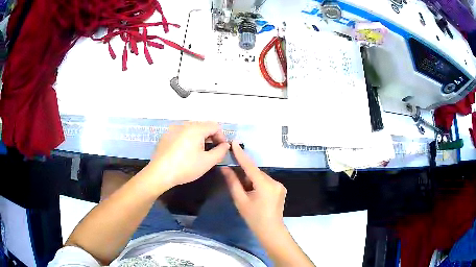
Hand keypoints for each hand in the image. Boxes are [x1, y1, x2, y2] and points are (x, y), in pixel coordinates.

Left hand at [147, 121, 229, 188]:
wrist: (159, 173)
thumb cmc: (185, 167)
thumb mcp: (207, 162)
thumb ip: (220, 152)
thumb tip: (225, 145)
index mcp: (195, 129)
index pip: (215, 126)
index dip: (221, 137)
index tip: (221, 149)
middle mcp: (184, 124)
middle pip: (203, 125)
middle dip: (210, 137)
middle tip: (211, 151)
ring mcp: (173, 129)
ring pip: (192, 129)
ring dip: (199, 138)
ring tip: (198, 152)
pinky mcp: (166, 135)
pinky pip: (181, 133)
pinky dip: (187, 139)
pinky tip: (184, 152)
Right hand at [222, 141, 286, 236]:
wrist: (270, 230)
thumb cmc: (254, 217)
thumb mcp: (240, 200)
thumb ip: (233, 182)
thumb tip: (225, 168)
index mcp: (265, 184)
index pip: (250, 166)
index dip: (241, 154)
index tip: (234, 142)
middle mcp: (275, 181)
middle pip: (256, 172)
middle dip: (245, 174)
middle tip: (234, 179)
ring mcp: (279, 185)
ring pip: (261, 177)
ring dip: (251, 180)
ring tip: (245, 192)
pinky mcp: (281, 189)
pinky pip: (266, 182)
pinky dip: (258, 184)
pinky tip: (254, 194)